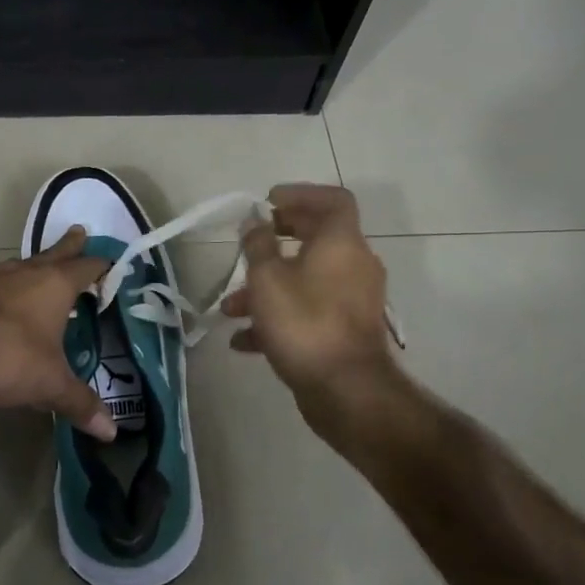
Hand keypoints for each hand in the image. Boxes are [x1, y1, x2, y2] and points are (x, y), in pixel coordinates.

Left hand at [0, 226, 117, 440]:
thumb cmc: (5, 356)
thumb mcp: (49, 384)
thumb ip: (80, 403)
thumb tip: (112, 431)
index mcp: (56, 284)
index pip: (87, 266)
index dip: (103, 266)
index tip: (114, 265)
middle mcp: (27, 273)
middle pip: (55, 252)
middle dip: (70, 245)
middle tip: (81, 232)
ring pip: (24, 265)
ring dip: (38, 266)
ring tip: (47, 269)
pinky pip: (0, 286)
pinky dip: (12, 290)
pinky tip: (9, 304)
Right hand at [221, 184, 396, 407]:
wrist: (345, 390)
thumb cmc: (304, 323)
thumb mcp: (267, 279)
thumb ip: (258, 245)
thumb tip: (255, 222)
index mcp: (341, 244)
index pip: (333, 200)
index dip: (301, 194)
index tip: (269, 201)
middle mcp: (354, 266)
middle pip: (317, 239)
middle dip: (277, 240)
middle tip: (250, 242)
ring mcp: (352, 301)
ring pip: (306, 280)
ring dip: (268, 287)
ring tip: (230, 308)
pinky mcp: (344, 332)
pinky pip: (309, 312)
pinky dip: (278, 318)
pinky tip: (244, 340)